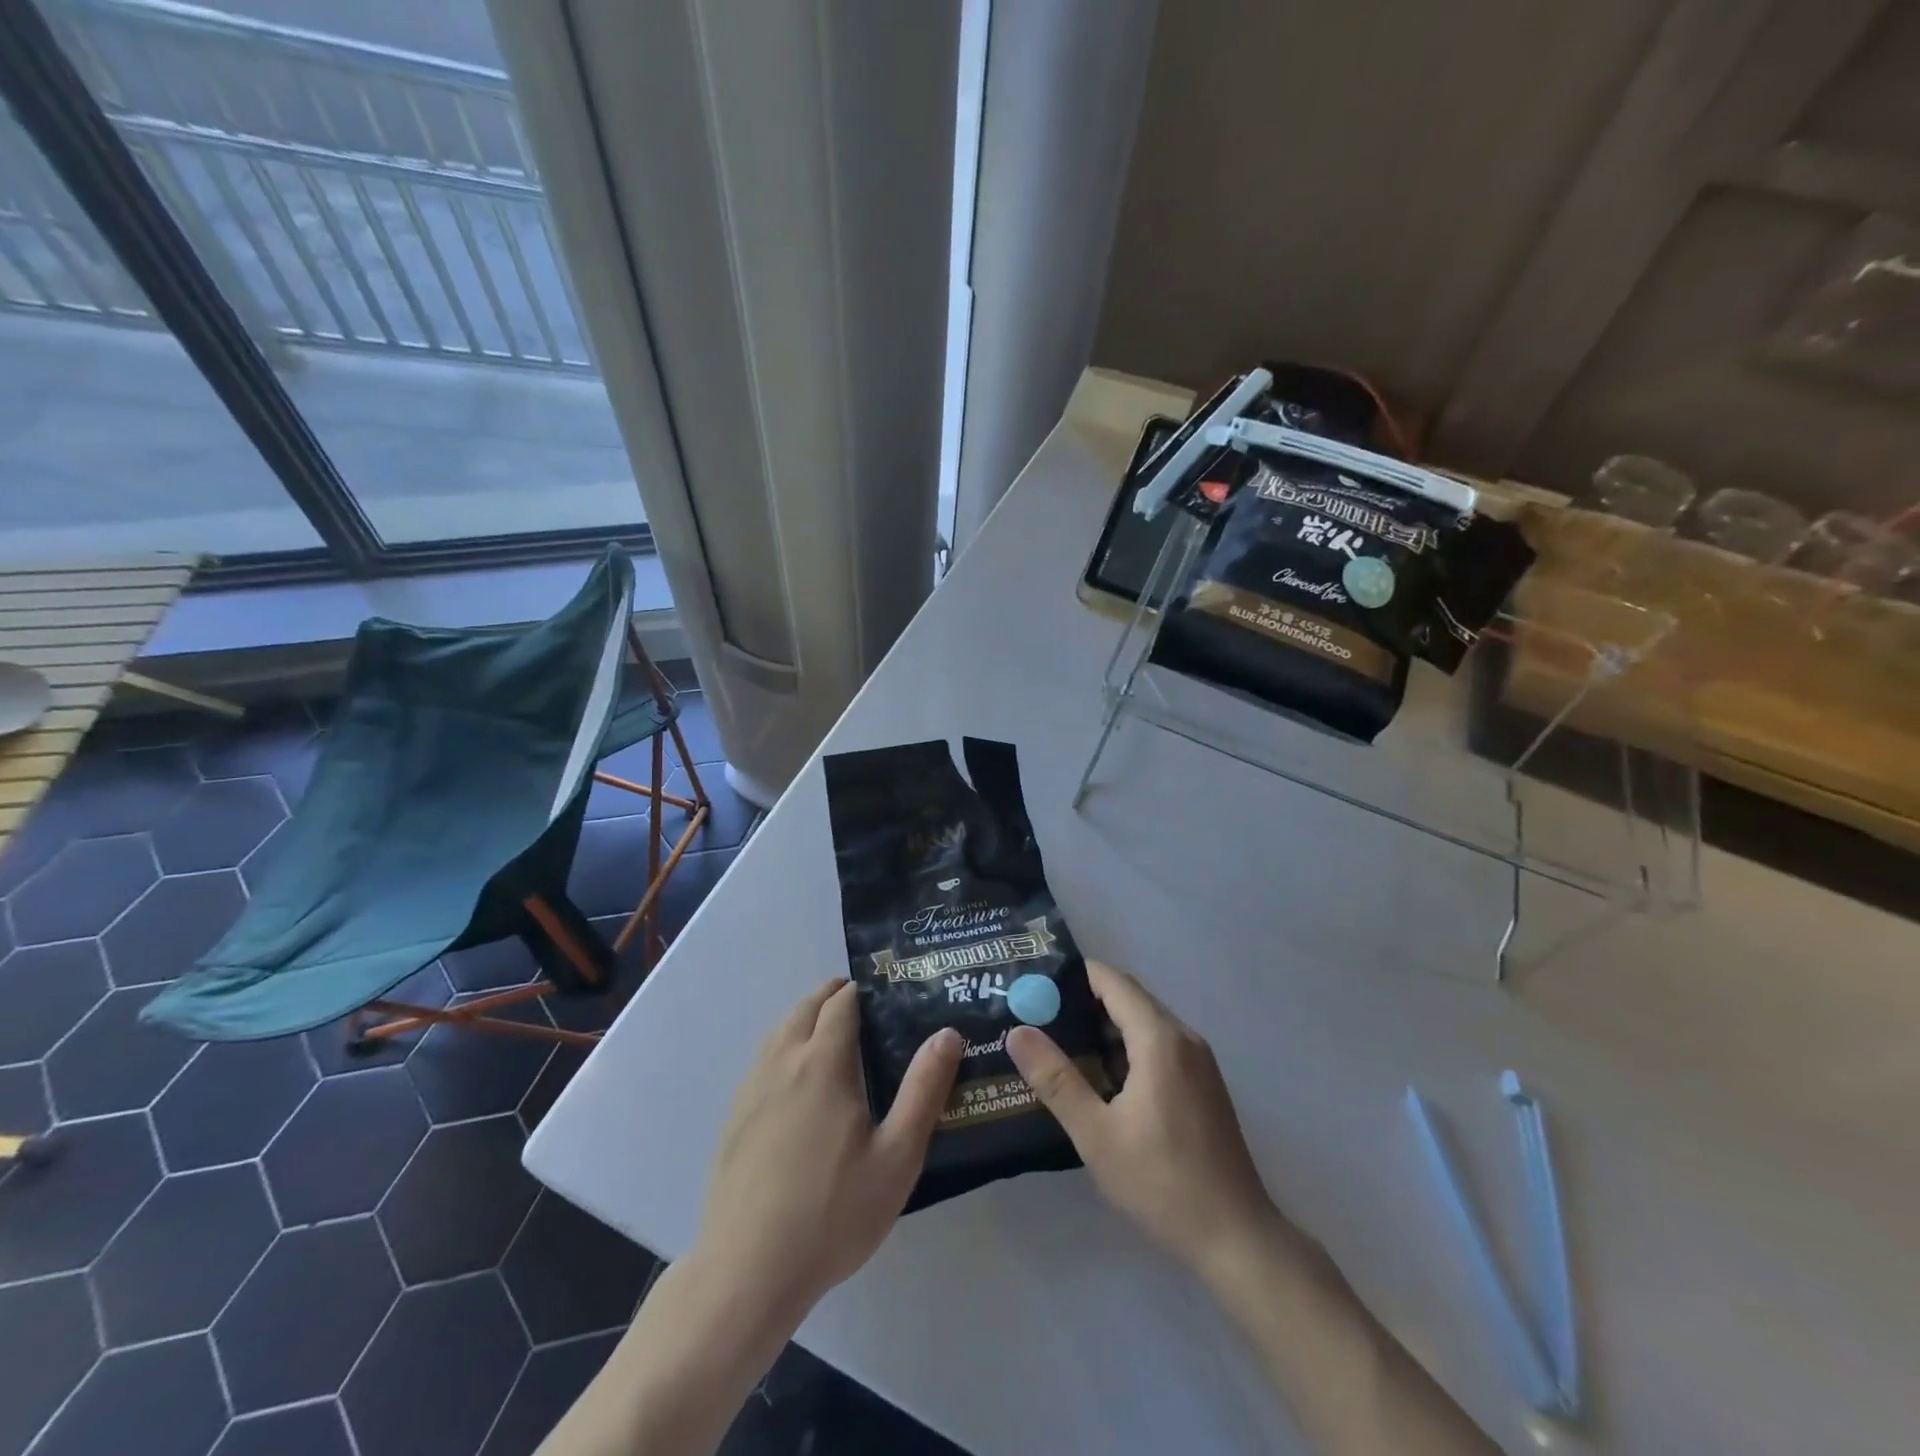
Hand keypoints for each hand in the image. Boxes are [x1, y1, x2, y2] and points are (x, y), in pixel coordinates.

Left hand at [694, 978, 962, 1319]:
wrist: (748, 1273)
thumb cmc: (833, 1213)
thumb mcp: (897, 1156)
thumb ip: (924, 1090)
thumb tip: (946, 1033)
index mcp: (822, 1064)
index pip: (841, 1003)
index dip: (862, 990)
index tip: (886, 992)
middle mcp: (782, 1063)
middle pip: (805, 1008)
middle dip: (832, 996)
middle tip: (864, 1006)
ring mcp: (751, 1091)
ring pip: (779, 1032)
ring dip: (805, 1019)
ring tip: (832, 1034)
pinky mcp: (734, 1119)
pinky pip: (762, 1062)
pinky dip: (783, 1048)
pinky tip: (796, 1083)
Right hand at [1006, 960, 1281, 1279]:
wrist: (1236, 1238)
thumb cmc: (1162, 1182)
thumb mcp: (1096, 1134)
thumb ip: (1056, 1079)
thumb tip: (1018, 1031)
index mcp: (1161, 1039)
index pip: (1113, 981)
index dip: (1075, 976)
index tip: (1036, 984)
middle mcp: (1184, 1038)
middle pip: (1130, 998)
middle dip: (1085, 1000)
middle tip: (1039, 1014)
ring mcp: (1199, 1061)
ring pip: (1145, 1023)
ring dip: (1106, 1026)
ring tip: (1060, 1042)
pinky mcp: (1204, 1084)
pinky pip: (1160, 1045)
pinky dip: (1128, 1046)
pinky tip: (1101, 1077)